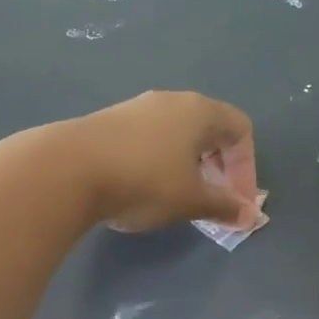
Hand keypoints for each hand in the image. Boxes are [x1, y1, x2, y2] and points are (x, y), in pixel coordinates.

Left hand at [65, 92, 255, 231]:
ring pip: (175, 135)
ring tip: (176, 198)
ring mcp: (136, 108)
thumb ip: (224, 206)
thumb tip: (250, 216)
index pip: (240, 129)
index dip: (246, 168)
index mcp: (199, 111)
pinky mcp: (108, 122)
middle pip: (208, 129)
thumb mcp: (191, 200)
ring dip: (186, 166)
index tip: (236, 201)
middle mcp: (170, 101)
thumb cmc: (143, 181)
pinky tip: (141, 188)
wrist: (67, 169)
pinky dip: (157, 162)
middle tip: (212, 200)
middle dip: (218, 167)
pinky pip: (147, 140)